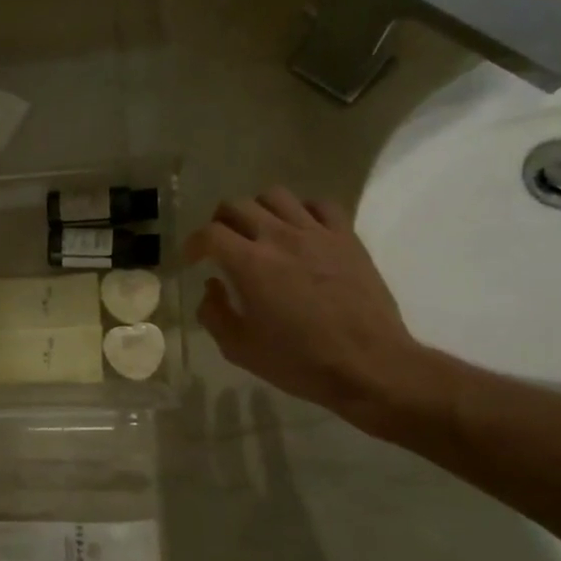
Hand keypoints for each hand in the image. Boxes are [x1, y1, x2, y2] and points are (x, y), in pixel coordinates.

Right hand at [186, 186, 437, 426]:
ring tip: (258, 232)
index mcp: (250, 264)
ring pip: (276, 196)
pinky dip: (301, 211)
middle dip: (220, 222)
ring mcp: (317, 233)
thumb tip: (211, 287)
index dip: (194, 243)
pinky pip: (320, 205)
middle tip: (221, 244)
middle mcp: (280, 237)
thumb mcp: (239, 348)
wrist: (368, 364)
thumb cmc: (298, 361)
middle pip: (238, 206)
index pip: (210, 233)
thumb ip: (214, 313)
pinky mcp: (347, 237)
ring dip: (258, 210)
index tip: (192, 260)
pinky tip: (299, 231)